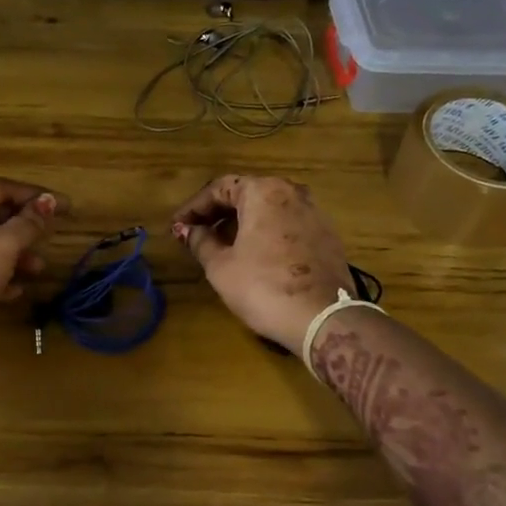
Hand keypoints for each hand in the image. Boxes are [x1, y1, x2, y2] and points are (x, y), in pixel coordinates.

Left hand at [0, 177, 64, 390]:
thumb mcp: (5, 243)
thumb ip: (30, 223)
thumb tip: (49, 202)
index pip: (0, 187)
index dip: (35, 196)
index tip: (63, 206)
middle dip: (24, 230)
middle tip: (49, 238)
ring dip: (14, 257)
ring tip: (38, 269)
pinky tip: (16, 291)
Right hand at [172, 175, 354, 351]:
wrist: (323, 318)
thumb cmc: (263, 287)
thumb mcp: (220, 266)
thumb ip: (201, 241)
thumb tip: (188, 230)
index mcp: (263, 191)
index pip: (219, 188)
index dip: (194, 207)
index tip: (177, 226)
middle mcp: (292, 192)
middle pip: (247, 194)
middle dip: (218, 213)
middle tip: (196, 233)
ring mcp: (315, 213)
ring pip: (269, 209)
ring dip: (242, 222)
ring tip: (222, 245)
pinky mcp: (327, 236)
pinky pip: (287, 225)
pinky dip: (266, 233)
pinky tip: (254, 255)